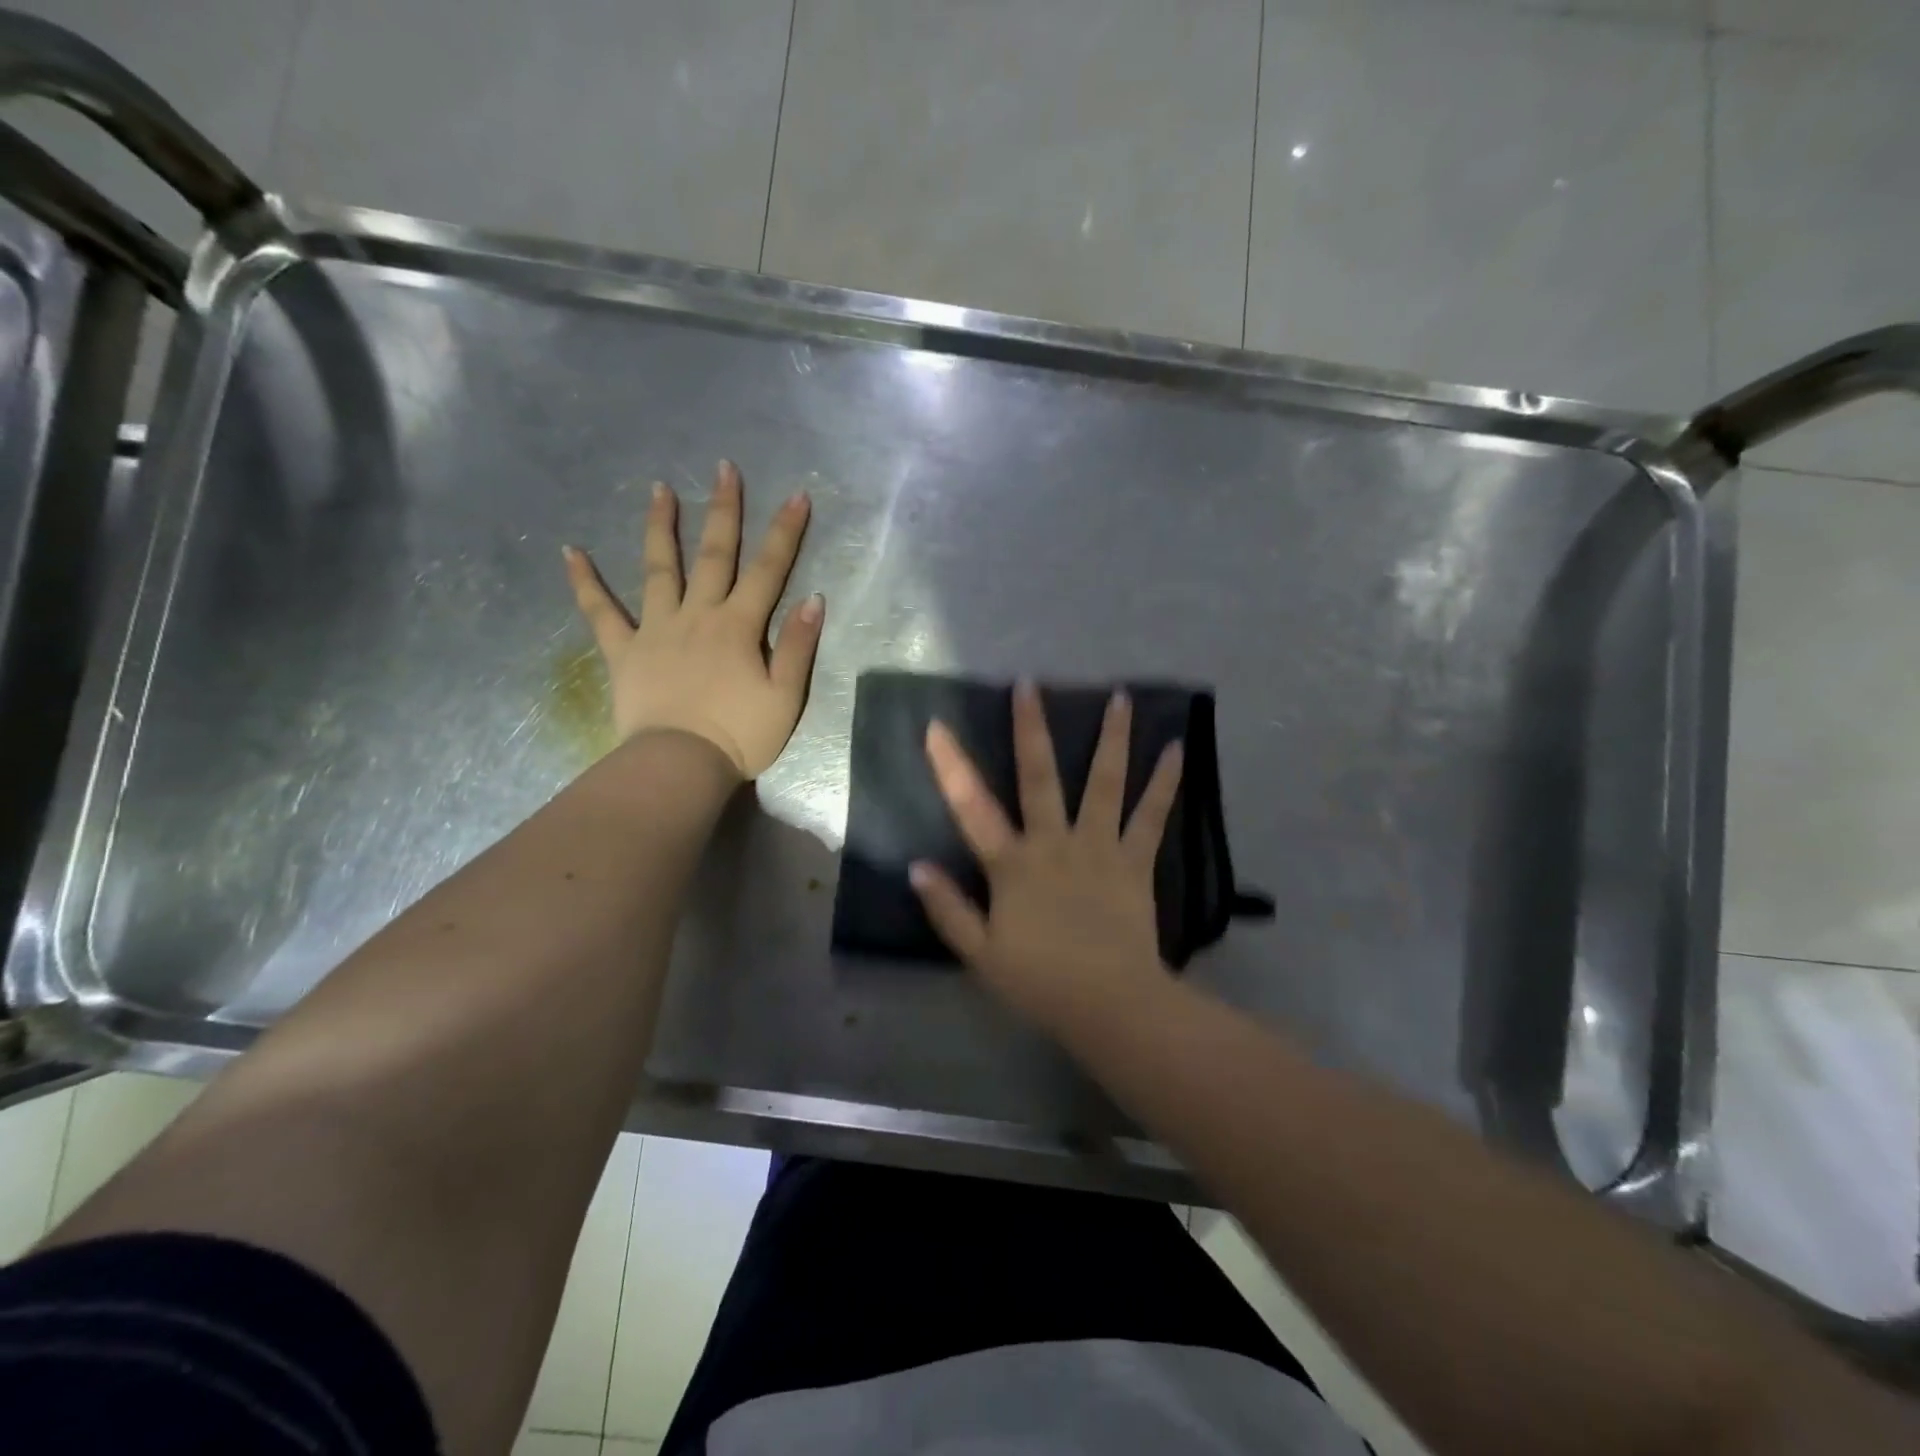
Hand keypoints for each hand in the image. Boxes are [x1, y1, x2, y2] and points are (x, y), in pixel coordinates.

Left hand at [563, 460, 822, 777]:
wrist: (680, 765)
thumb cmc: (740, 735)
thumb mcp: (785, 697)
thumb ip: (797, 646)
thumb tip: (812, 598)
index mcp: (739, 626)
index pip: (769, 570)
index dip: (785, 532)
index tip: (796, 494)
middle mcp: (698, 615)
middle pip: (714, 555)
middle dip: (724, 510)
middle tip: (724, 468)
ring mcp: (656, 629)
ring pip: (659, 569)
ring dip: (661, 527)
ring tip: (659, 489)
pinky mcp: (624, 651)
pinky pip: (601, 612)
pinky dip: (585, 582)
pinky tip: (570, 551)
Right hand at [910, 682, 1183, 1030]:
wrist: (1110, 1004)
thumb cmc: (1040, 982)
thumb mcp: (980, 954)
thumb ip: (948, 909)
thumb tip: (916, 867)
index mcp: (1013, 864)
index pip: (972, 807)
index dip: (951, 766)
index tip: (937, 726)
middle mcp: (1054, 842)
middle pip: (1039, 777)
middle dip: (1030, 728)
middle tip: (1028, 684)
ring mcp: (1098, 847)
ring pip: (1104, 783)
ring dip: (1111, 738)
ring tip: (1120, 696)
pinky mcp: (1134, 861)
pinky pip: (1151, 815)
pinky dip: (1164, 782)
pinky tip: (1177, 750)